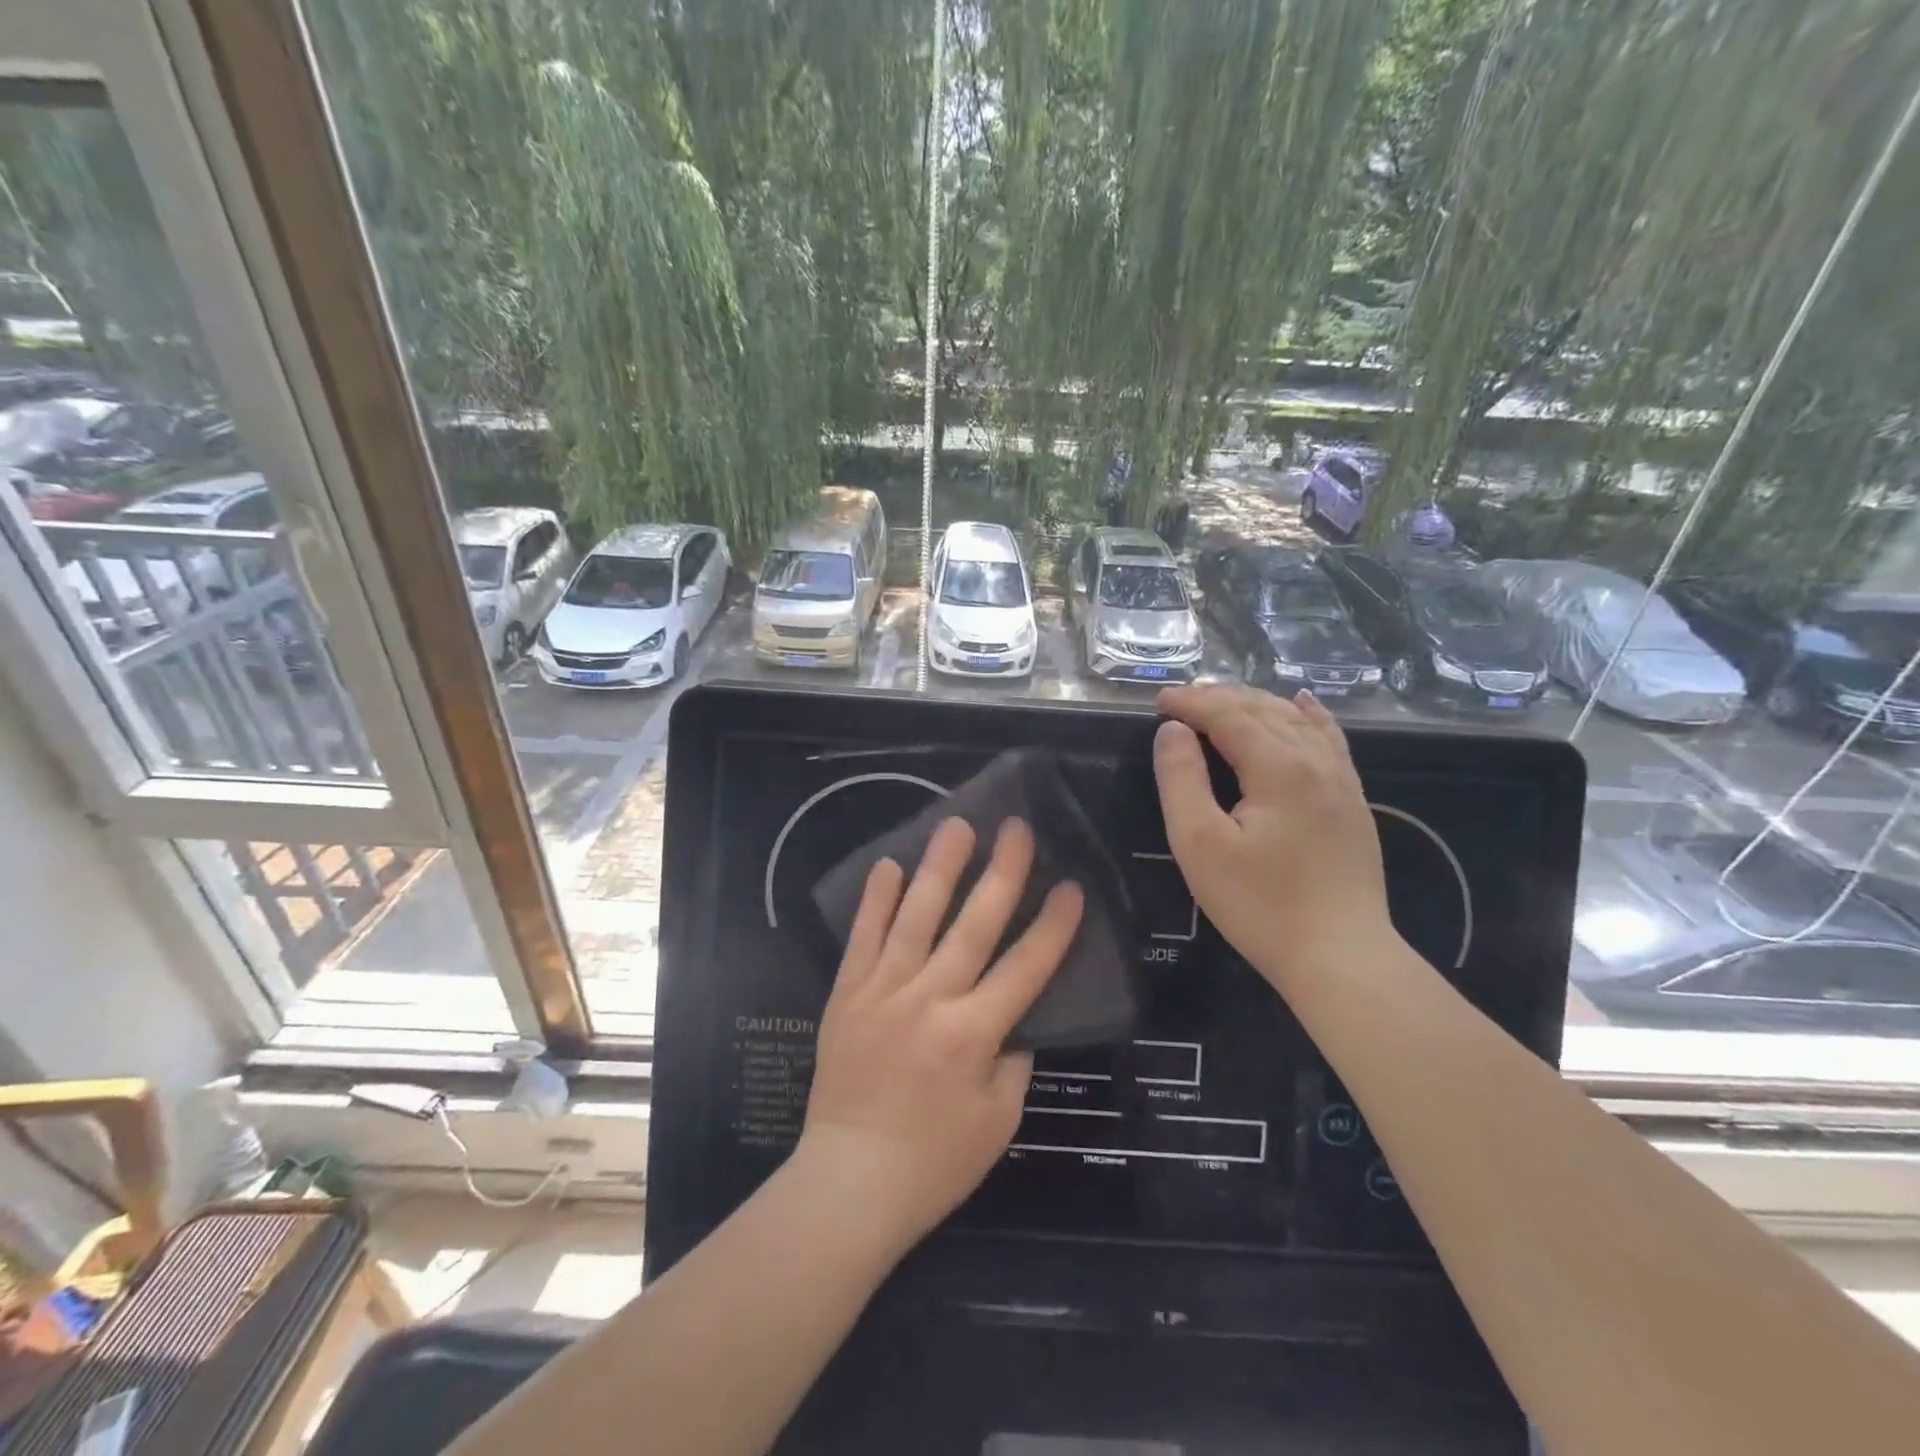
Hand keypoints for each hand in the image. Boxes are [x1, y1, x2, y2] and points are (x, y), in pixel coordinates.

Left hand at [796, 816, 1083, 1253]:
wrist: (849, 1183)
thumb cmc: (935, 1162)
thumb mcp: (999, 1120)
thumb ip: (1014, 1059)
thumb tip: (1018, 1014)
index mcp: (974, 1034)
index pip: (1025, 967)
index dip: (1053, 925)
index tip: (1071, 885)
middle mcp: (930, 1000)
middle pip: (974, 925)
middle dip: (1002, 873)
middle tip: (1017, 828)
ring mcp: (883, 991)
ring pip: (916, 917)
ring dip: (939, 868)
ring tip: (956, 825)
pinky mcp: (846, 994)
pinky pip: (862, 938)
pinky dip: (875, 901)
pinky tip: (888, 865)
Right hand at [1151, 684, 1392, 989]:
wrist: (1340, 957)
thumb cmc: (1259, 904)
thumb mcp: (1200, 843)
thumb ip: (1182, 779)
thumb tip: (1172, 731)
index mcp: (1278, 767)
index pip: (1229, 715)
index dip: (1191, 703)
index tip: (1158, 701)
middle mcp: (1316, 760)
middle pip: (1264, 709)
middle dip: (1219, 698)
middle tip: (1181, 702)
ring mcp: (1342, 780)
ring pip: (1297, 720)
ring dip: (1256, 703)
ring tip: (1223, 701)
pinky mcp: (1353, 802)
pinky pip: (1330, 739)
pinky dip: (1309, 715)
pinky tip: (1302, 704)